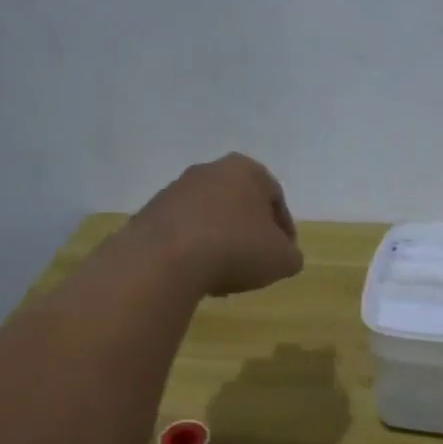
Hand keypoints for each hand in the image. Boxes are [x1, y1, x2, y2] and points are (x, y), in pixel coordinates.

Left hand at [124, 153, 304, 297]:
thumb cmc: (236, 249)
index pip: (276, 198)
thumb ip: (291, 256)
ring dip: (221, 240)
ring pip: (210, 216)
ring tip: (225, 273)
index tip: (284, 254)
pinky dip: (195, 248)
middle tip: (256, 262)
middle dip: (250, 232)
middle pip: (240, 204)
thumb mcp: (282, 260)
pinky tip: (198, 273)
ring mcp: (176, 189)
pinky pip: (183, 231)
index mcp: (247, 170)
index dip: (284, 230)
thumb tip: (285, 256)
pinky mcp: (151, 212)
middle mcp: (210, 170)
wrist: (164, 259)